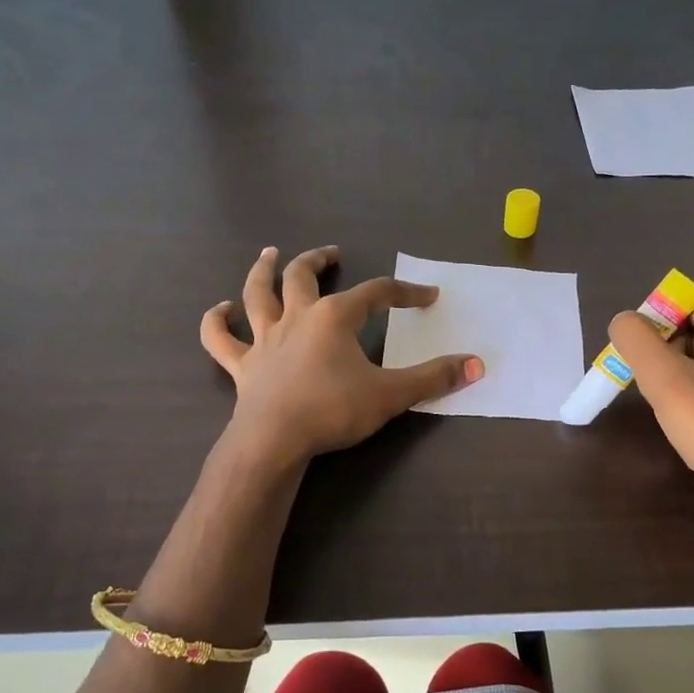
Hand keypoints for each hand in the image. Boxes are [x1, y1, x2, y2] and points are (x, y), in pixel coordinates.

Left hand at [201, 245, 483, 468]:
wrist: (274, 440)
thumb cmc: (333, 411)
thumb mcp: (391, 395)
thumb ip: (433, 378)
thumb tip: (477, 365)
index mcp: (335, 317)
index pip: (377, 294)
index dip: (405, 292)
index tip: (428, 296)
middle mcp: (297, 317)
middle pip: (304, 276)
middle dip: (319, 261)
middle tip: (331, 252)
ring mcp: (264, 339)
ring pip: (257, 294)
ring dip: (262, 271)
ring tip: (269, 255)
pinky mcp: (242, 366)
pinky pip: (220, 339)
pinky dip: (216, 322)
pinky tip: (220, 310)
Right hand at [608, 293, 693, 491]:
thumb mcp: (667, 383)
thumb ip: (638, 342)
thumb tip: (624, 320)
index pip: (692, 304)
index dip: (657, 321)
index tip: (634, 352)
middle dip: (667, 349)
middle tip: (647, 379)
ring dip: (680, 371)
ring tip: (666, 399)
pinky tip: (687, 413)